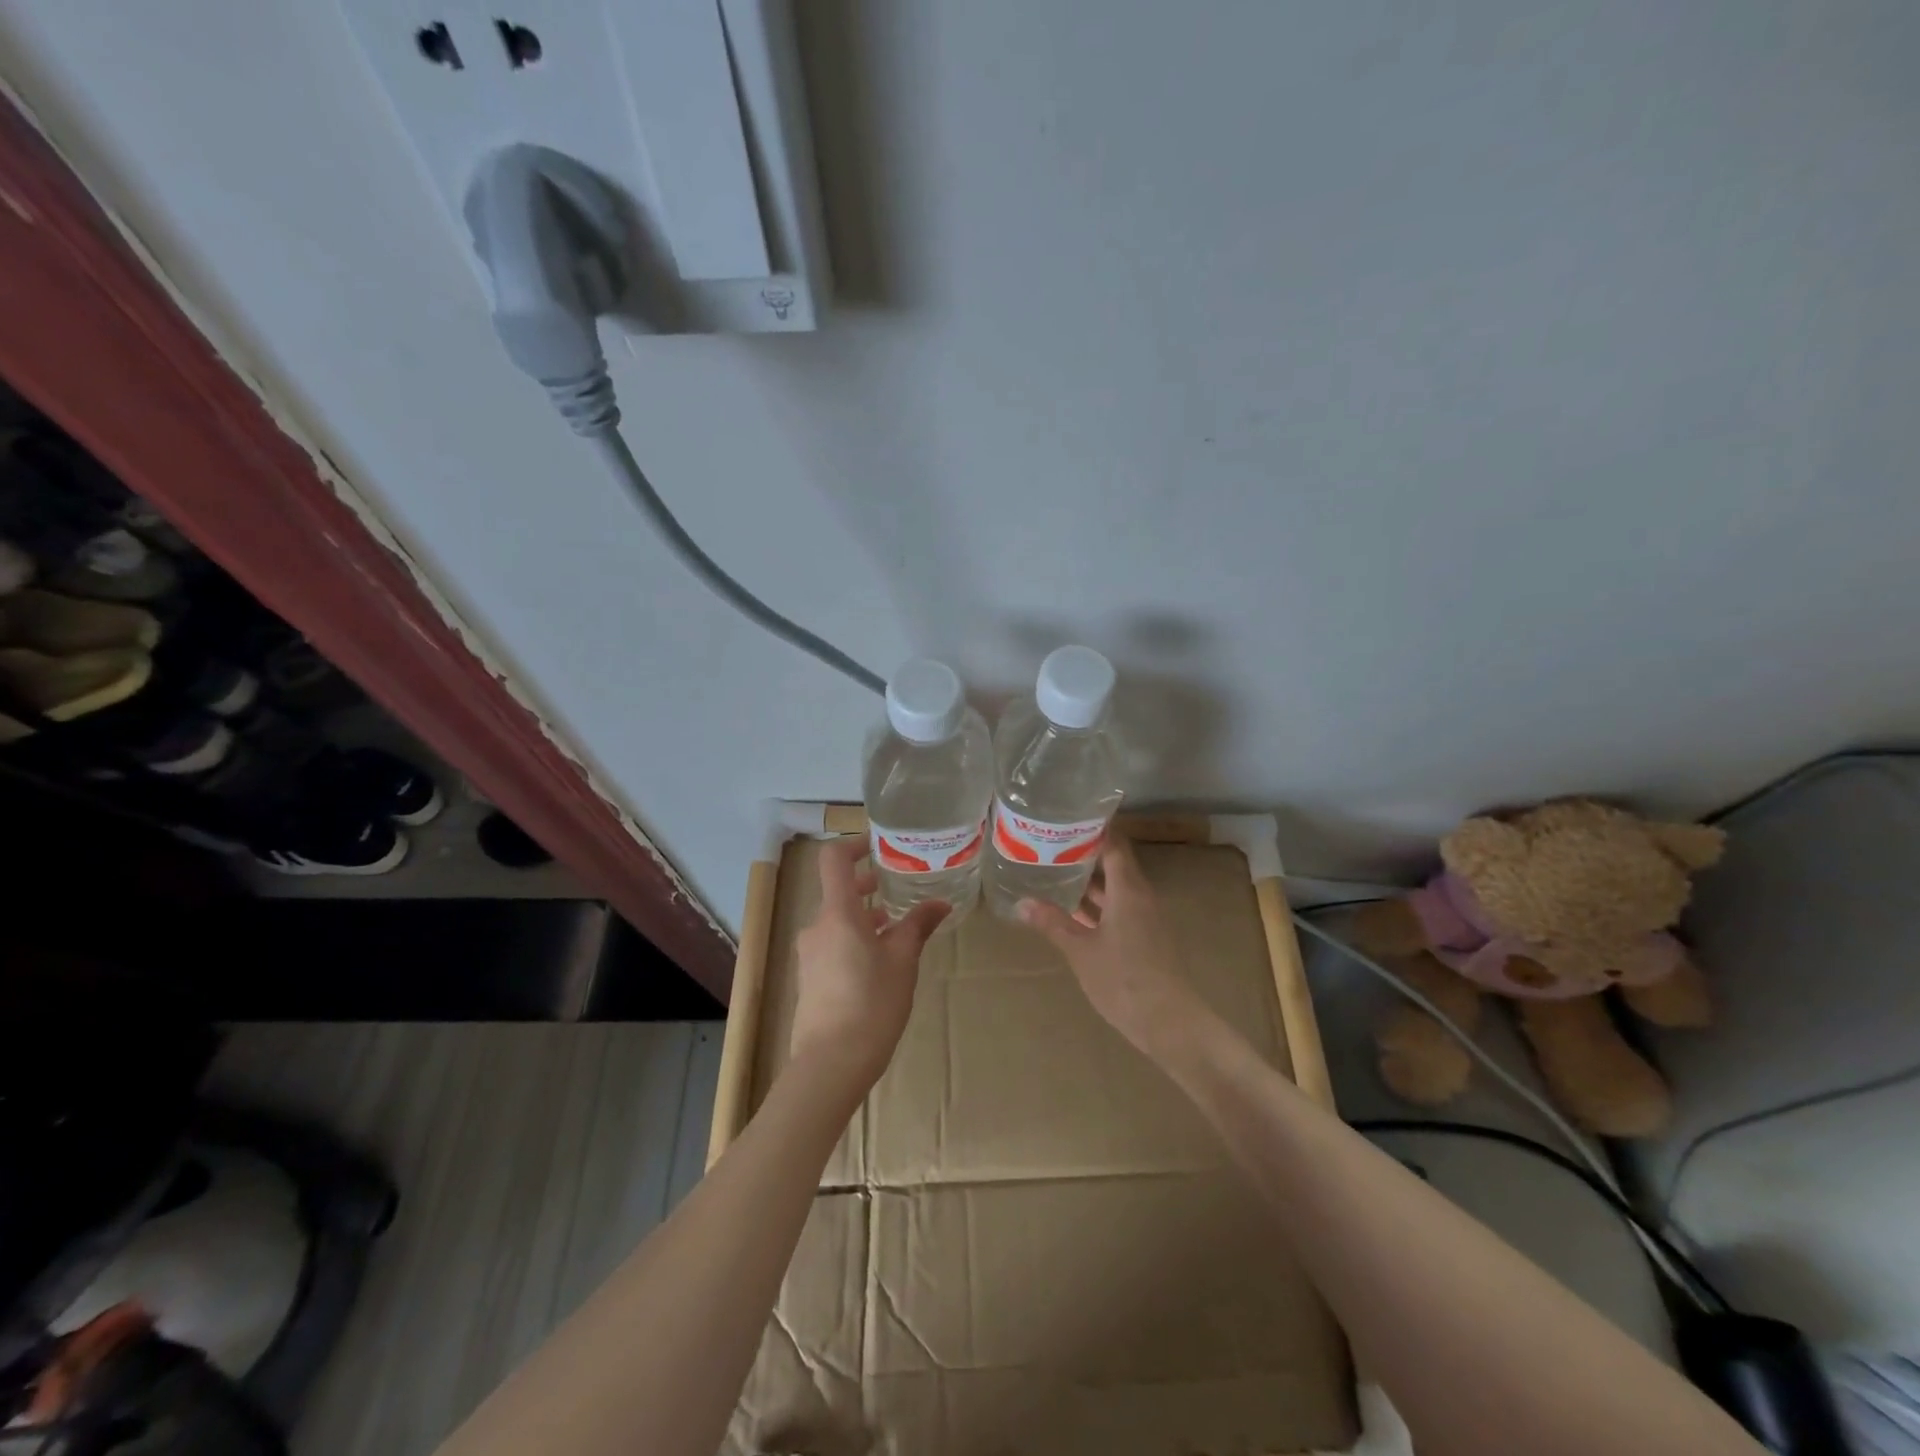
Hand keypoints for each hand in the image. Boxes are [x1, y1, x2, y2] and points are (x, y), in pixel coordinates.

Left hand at [788, 836, 949, 1092]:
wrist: (830, 1065)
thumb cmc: (871, 1004)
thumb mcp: (903, 962)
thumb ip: (918, 926)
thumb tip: (939, 903)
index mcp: (837, 914)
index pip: (834, 860)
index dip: (855, 845)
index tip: (880, 845)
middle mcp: (817, 927)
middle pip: (838, 891)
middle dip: (868, 884)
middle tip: (899, 885)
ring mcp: (810, 954)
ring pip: (837, 920)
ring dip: (864, 915)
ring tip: (896, 926)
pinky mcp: (810, 978)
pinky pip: (833, 943)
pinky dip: (855, 938)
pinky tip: (880, 960)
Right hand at [1018, 834, 1211, 1059]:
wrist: (1171, 1024)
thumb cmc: (1124, 980)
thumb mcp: (1081, 950)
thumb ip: (1053, 923)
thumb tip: (1022, 902)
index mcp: (1128, 889)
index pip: (1114, 844)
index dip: (1093, 828)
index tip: (1067, 816)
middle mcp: (1140, 896)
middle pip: (1114, 863)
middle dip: (1084, 853)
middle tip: (1050, 844)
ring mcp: (1145, 918)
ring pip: (1115, 888)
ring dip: (1089, 881)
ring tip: (1055, 872)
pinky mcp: (1146, 939)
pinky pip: (1119, 909)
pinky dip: (1097, 905)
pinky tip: (1073, 912)